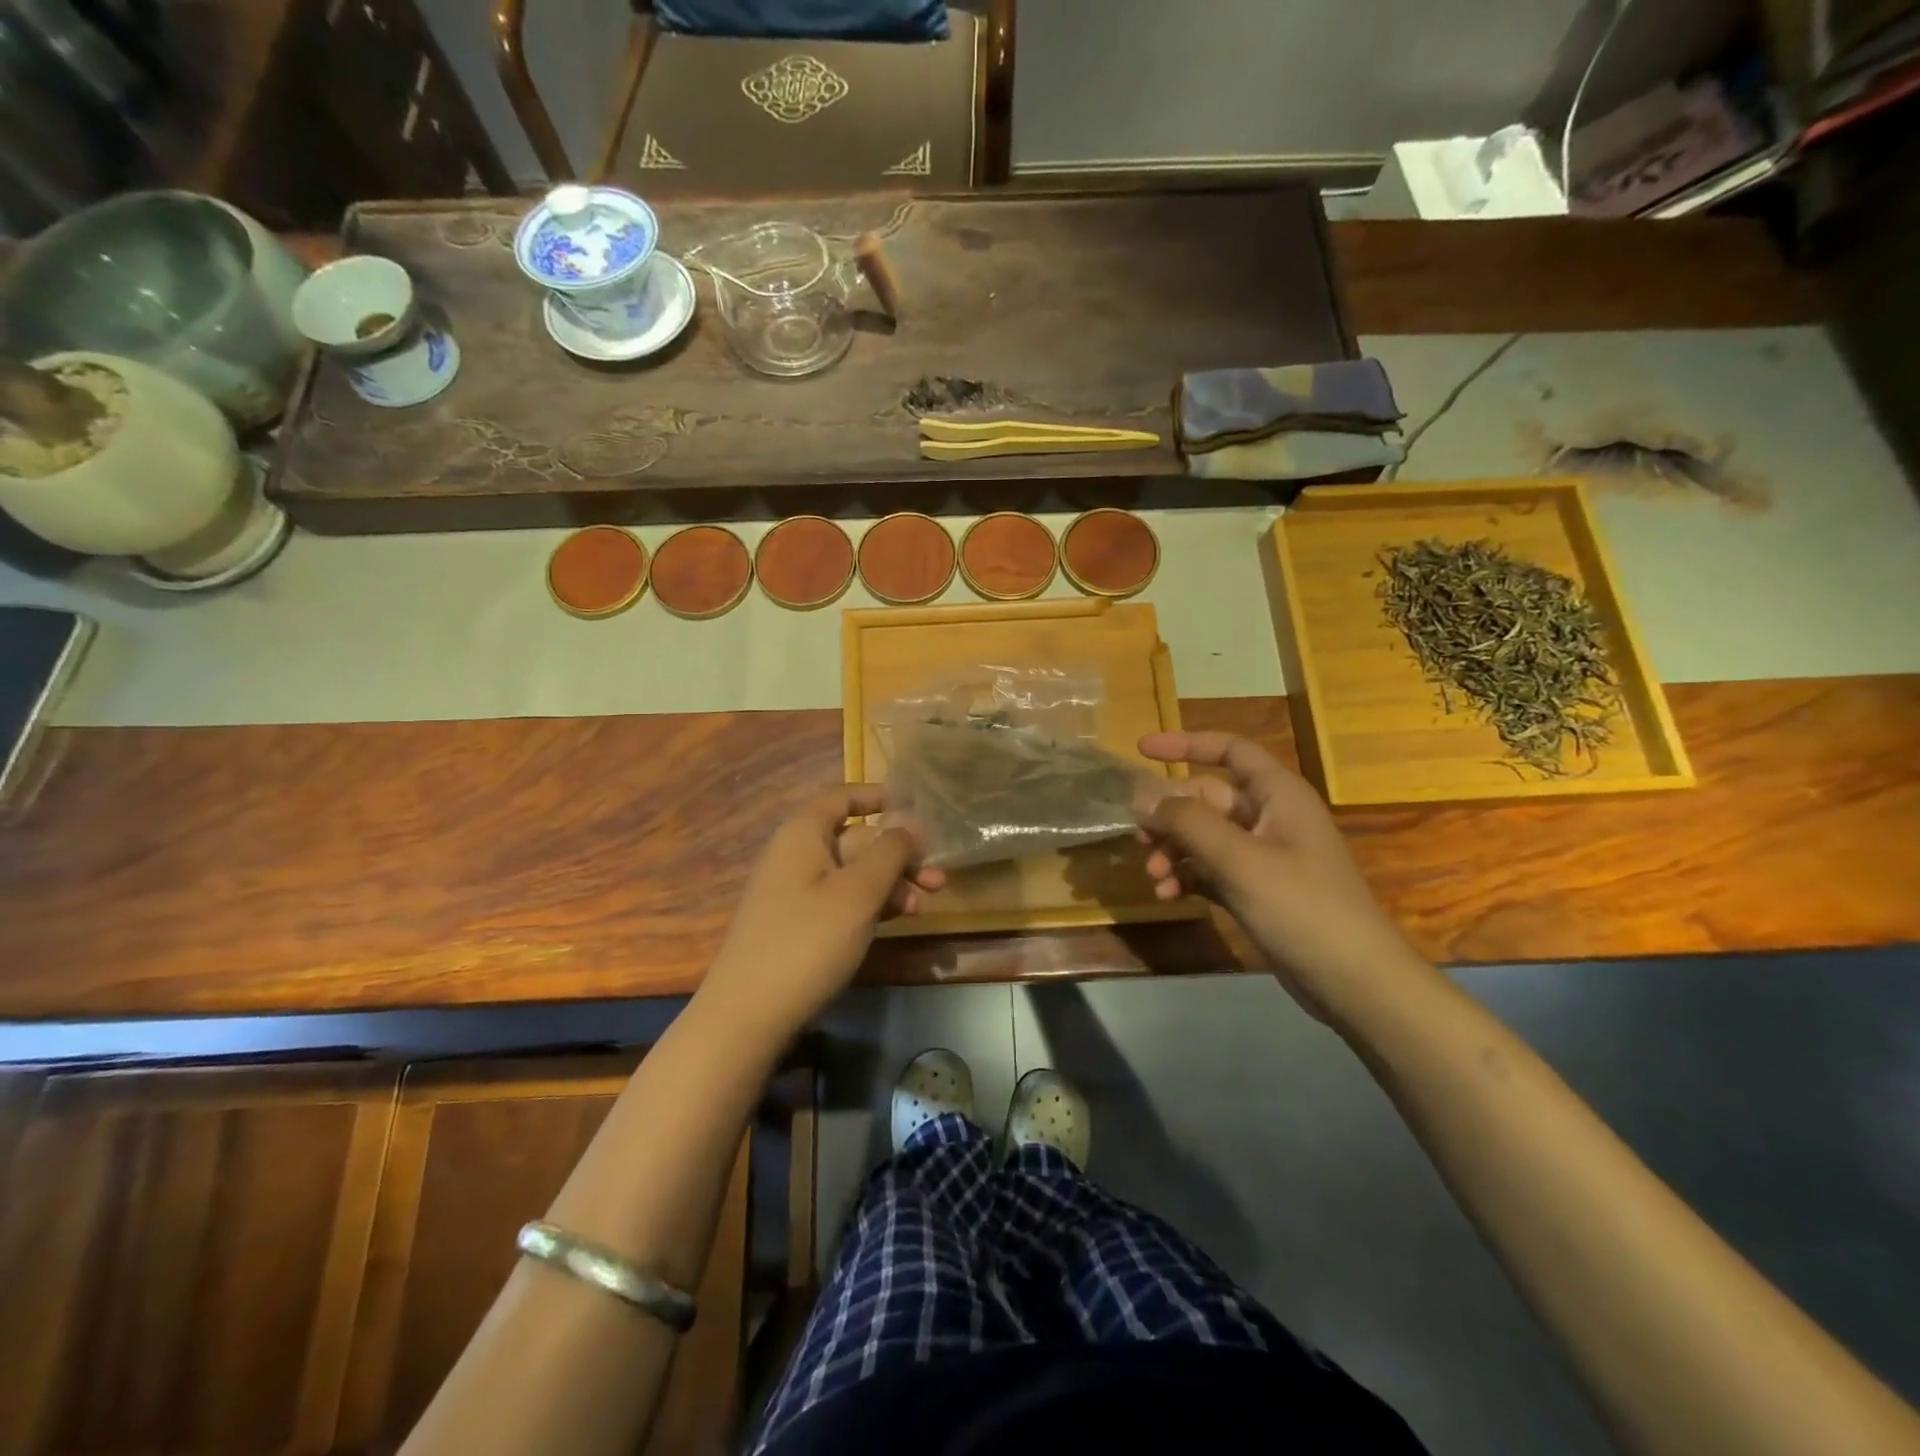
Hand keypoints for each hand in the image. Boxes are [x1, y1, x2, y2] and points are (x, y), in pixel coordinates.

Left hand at [701, 786, 942, 1040]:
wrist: (747, 1015)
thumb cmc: (808, 941)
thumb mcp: (859, 892)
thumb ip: (890, 852)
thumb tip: (911, 824)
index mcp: (803, 834)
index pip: (842, 797)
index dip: (877, 797)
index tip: (913, 805)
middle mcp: (796, 855)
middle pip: (855, 840)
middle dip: (898, 854)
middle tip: (938, 877)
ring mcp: (794, 892)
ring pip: (852, 874)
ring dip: (890, 883)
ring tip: (925, 904)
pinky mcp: (796, 925)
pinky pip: (840, 900)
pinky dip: (870, 904)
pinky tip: (897, 919)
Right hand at [1136, 732, 1429, 1017]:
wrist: (1353, 981)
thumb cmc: (1301, 905)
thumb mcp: (1239, 859)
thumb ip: (1187, 822)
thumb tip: (1142, 797)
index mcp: (1278, 794)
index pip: (1229, 750)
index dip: (1185, 743)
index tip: (1141, 749)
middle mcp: (1270, 816)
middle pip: (1206, 798)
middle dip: (1170, 815)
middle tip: (1138, 836)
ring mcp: (1263, 855)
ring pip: (1204, 836)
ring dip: (1174, 850)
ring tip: (1153, 876)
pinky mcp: (1257, 889)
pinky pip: (1210, 869)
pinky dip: (1187, 876)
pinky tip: (1168, 895)